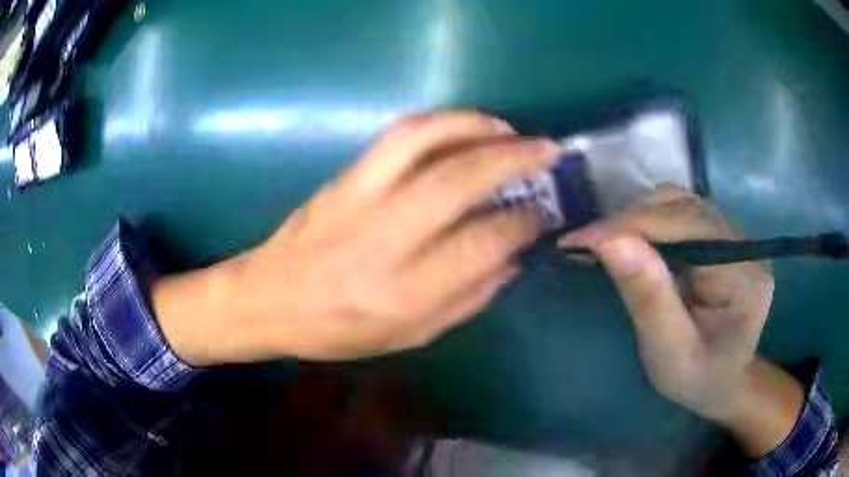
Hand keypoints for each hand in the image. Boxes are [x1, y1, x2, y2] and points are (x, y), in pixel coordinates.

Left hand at [153, 111, 559, 363]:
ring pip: (423, 142)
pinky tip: (463, 127)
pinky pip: (397, 138)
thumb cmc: (338, 330)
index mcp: (404, 292)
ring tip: (509, 130)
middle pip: (458, 181)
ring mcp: (359, 199)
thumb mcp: (408, 336)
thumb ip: (467, 300)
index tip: (543, 212)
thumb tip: (512, 259)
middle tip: (548, 151)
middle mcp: (383, 239)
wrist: (268, 299)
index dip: (522, 223)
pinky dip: (439, 123)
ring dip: (474, 126)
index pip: (481, 243)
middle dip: (513, 159)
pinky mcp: (343, 178)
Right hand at [560, 185, 803, 456]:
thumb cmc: (697, 378)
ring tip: (605, 241)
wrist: (720, 381)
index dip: (631, 225)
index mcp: (742, 274)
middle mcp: (741, 243)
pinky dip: (647, 221)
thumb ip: (648, 298)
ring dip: (636, 216)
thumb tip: (610, 241)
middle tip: (585, 243)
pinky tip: (631, 241)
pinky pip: (679, 212)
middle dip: (630, 219)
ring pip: (679, 202)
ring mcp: (731, 235)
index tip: (578, 240)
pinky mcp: (718, 236)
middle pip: (683, 206)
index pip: (687, 225)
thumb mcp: (669, 352)